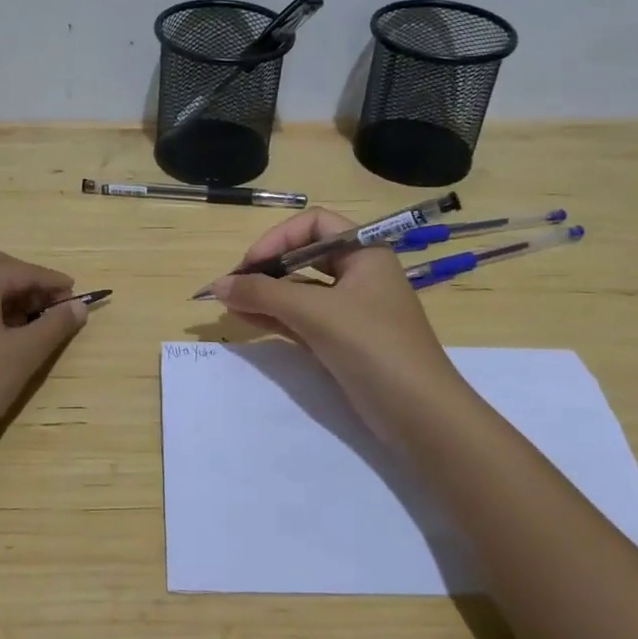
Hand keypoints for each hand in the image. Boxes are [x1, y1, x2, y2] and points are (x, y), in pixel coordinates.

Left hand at [0, 249, 89, 461]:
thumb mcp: (25, 353)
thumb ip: (55, 324)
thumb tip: (79, 306)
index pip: (22, 271)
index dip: (52, 282)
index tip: (77, 294)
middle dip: (26, 280)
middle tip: (52, 302)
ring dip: (7, 293)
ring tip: (34, 319)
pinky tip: (5, 332)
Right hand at [211, 210, 464, 447]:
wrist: (419, 414)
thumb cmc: (372, 346)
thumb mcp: (315, 312)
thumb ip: (263, 294)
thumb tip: (217, 285)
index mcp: (365, 252)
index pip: (313, 224)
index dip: (277, 238)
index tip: (249, 265)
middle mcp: (360, 274)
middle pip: (304, 256)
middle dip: (267, 268)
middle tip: (234, 288)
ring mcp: (352, 309)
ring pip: (301, 290)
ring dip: (266, 294)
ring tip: (231, 306)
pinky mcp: (344, 340)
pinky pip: (303, 318)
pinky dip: (276, 317)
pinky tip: (248, 320)